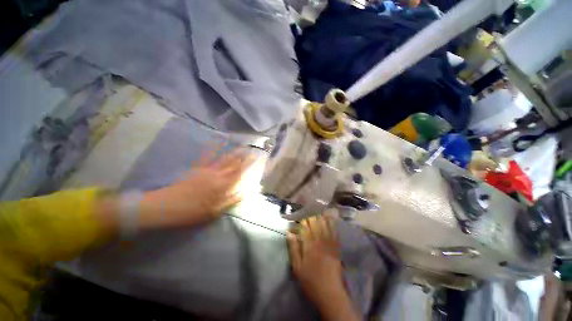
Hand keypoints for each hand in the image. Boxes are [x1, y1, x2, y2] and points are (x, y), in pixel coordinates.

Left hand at [139, 149, 254, 227]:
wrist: (165, 206)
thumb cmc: (191, 212)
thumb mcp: (214, 211)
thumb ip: (232, 199)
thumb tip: (248, 191)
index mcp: (223, 186)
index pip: (242, 173)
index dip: (252, 166)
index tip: (260, 160)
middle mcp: (218, 175)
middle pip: (236, 164)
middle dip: (247, 157)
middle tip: (255, 150)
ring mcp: (208, 170)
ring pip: (226, 159)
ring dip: (236, 152)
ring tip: (244, 146)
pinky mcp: (199, 169)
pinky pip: (209, 156)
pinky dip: (214, 148)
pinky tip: (218, 142)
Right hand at [287, 215, 359, 320]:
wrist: (330, 293)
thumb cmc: (310, 281)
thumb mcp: (297, 267)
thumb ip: (293, 248)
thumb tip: (289, 232)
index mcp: (309, 245)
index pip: (304, 227)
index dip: (301, 220)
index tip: (299, 215)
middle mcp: (319, 241)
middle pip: (315, 224)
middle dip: (311, 216)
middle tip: (308, 210)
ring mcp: (329, 243)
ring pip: (324, 225)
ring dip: (321, 216)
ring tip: (318, 209)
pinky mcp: (336, 248)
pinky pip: (334, 232)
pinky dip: (332, 224)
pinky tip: (330, 218)